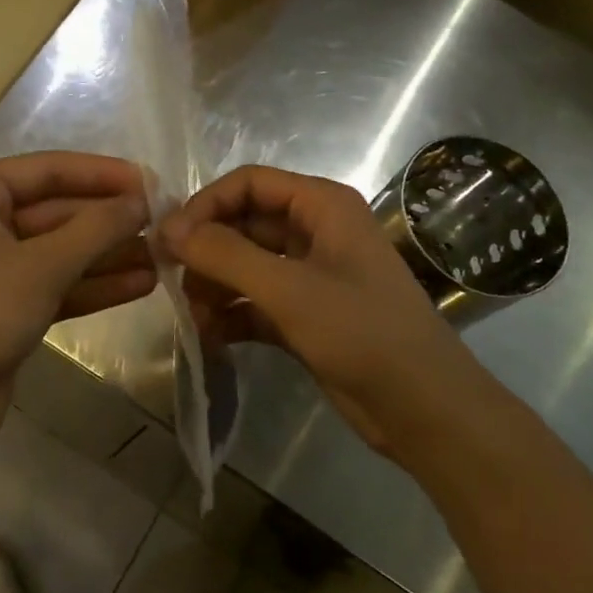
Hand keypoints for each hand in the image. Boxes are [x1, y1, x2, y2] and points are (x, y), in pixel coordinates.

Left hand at [0, 153, 155, 452]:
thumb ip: (97, 228)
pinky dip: (93, 285)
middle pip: (58, 211)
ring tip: (165, 258)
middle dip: (110, 222)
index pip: (50, 170)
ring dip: (109, 255)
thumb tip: (142, 199)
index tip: (155, 183)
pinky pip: (55, 283)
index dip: (105, 175)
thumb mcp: (42, 266)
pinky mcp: (4, 306)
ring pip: (60, 250)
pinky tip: (141, 285)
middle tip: (166, 226)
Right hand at [161, 165, 477, 458]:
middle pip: (244, 224)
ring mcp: (310, 275)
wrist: (425, 409)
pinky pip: (255, 302)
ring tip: (193, 318)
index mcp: (322, 206)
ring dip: (215, 287)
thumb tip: (167, 228)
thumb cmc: (362, 333)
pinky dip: (231, 315)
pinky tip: (209, 338)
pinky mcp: (305, 314)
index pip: (249, 183)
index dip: (206, 204)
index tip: (169, 239)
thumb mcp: (289, 289)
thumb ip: (225, 254)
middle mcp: (315, 231)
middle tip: (169, 280)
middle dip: (207, 251)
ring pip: (246, 265)